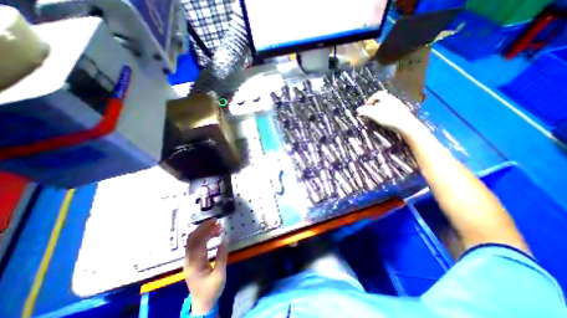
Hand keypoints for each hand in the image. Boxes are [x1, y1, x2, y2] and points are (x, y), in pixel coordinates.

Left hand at [185, 220, 226, 314]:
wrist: (202, 304)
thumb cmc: (211, 290)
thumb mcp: (220, 275)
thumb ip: (222, 257)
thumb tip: (225, 240)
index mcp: (195, 264)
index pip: (198, 243)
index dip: (206, 231)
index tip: (216, 223)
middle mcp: (189, 260)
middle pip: (192, 239)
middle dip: (203, 227)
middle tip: (216, 222)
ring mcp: (189, 260)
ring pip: (192, 240)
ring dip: (203, 231)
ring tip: (217, 227)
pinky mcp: (191, 260)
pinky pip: (194, 244)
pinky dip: (203, 236)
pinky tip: (212, 234)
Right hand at [356, 90, 416, 133]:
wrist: (405, 124)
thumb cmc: (388, 117)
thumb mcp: (374, 114)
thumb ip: (365, 111)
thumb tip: (358, 109)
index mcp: (386, 98)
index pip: (377, 94)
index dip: (370, 99)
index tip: (366, 106)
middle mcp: (393, 99)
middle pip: (382, 100)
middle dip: (375, 105)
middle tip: (370, 112)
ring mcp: (399, 105)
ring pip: (387, 105)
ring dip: (380, 110)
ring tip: (377, 117)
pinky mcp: (402, 112)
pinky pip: (392, 110)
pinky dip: (386, 113)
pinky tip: (386, 120)